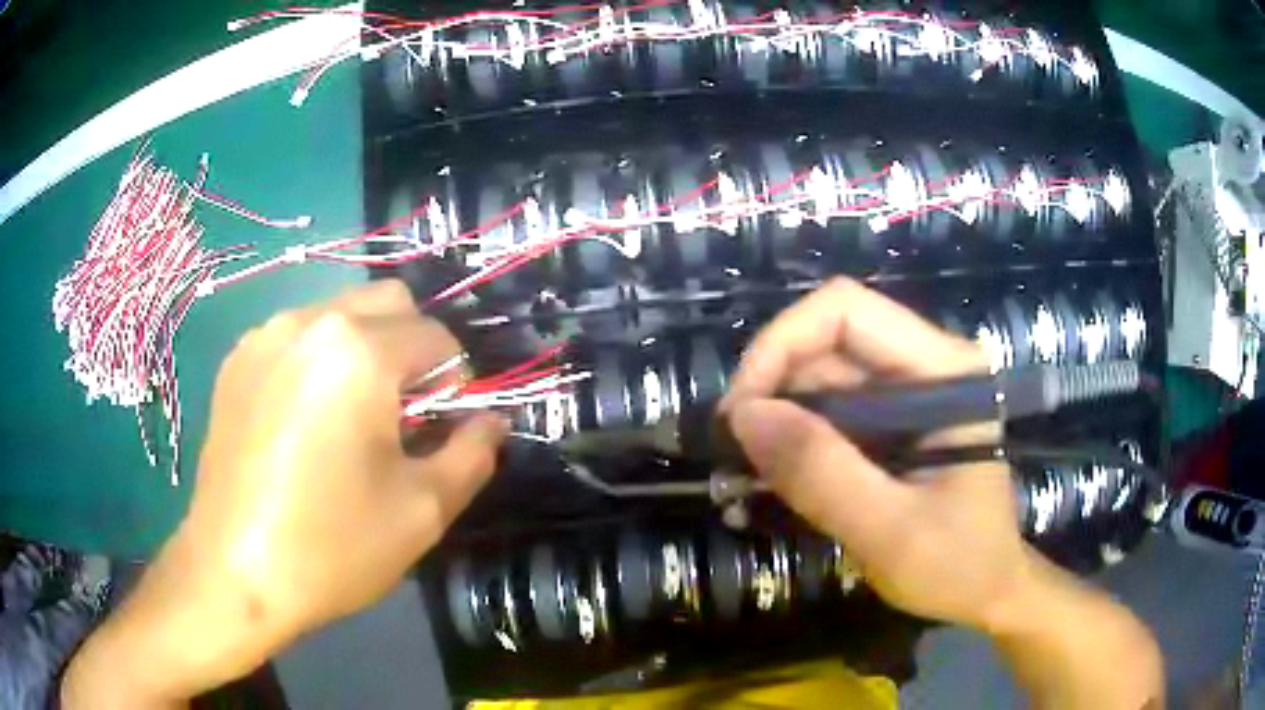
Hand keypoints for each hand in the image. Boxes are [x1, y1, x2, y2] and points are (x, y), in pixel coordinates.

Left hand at [63, 281, 506, 707]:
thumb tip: (491, 422)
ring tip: (351, 419)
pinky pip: (296, 336)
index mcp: (359, 351)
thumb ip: (472, 453)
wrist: (234, 572)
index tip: (445, 428)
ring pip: (339, 315)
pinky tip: (304, 421)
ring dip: (364, 350)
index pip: (437, 336)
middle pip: (388, 302)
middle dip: (413, 347)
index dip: (456, 381)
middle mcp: (309, 321)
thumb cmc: (332, 545)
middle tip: (405, 413)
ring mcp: (265, 336)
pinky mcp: (237, 361)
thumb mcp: (423, 511)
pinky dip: (319, 360)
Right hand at [722, 277, 1026, 630]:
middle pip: (827, 342)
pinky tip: (773, 481)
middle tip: (735, 456)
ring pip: (820, 378)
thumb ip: (823, 475)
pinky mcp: (893, 423)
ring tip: (745, 477)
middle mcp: (926, 365)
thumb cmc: (958, 566)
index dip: (781, 345)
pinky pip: (829, 413)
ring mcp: (909, 393)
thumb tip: (744, 416)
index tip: (741, 414)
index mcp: (945, 370)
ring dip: (777, 422)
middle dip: (771, 391)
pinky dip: (793, 442)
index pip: (846, 311)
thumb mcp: (890, 531)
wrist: (988, 592)